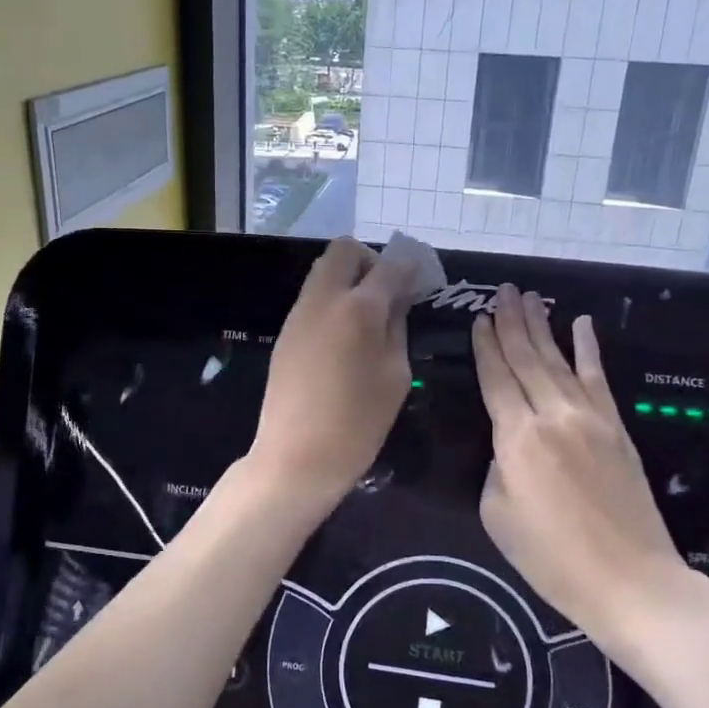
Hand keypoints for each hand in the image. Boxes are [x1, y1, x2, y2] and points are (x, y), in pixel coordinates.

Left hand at [250, 237, 415, 505]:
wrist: (296, 456)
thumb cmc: (358, 423)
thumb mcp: (395, 375)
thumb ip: (397, 327)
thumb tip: (397, 300)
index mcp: (359, 308)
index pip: (390, 264)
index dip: (410, 265)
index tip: (422, 278)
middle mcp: (324, 299)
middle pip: (345, 250)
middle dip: (371, 261)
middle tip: (387, 293)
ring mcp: (299, 313)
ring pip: (324, 271)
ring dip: (348, 279)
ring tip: (368, 317)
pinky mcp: (286, 332)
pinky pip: (312, 298)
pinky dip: (332, 301)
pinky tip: (344, 337)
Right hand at [472, 285, 691, 636]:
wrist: (629, 580)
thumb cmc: (551, 557)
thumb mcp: (497, 515)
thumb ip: (496, 468)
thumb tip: (508, 446)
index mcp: (516, 438)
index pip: (496, 378)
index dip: (485, 346)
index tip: (479, 318)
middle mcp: (552, 415)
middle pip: (527, 358)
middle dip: (512, 322)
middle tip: (502, 290)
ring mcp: (590, 418)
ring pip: (559, 360)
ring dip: (543, 326)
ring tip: (530, 298)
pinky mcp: (617, 428)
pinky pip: (599, 378)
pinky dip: (589, 349)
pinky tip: (583, 324)